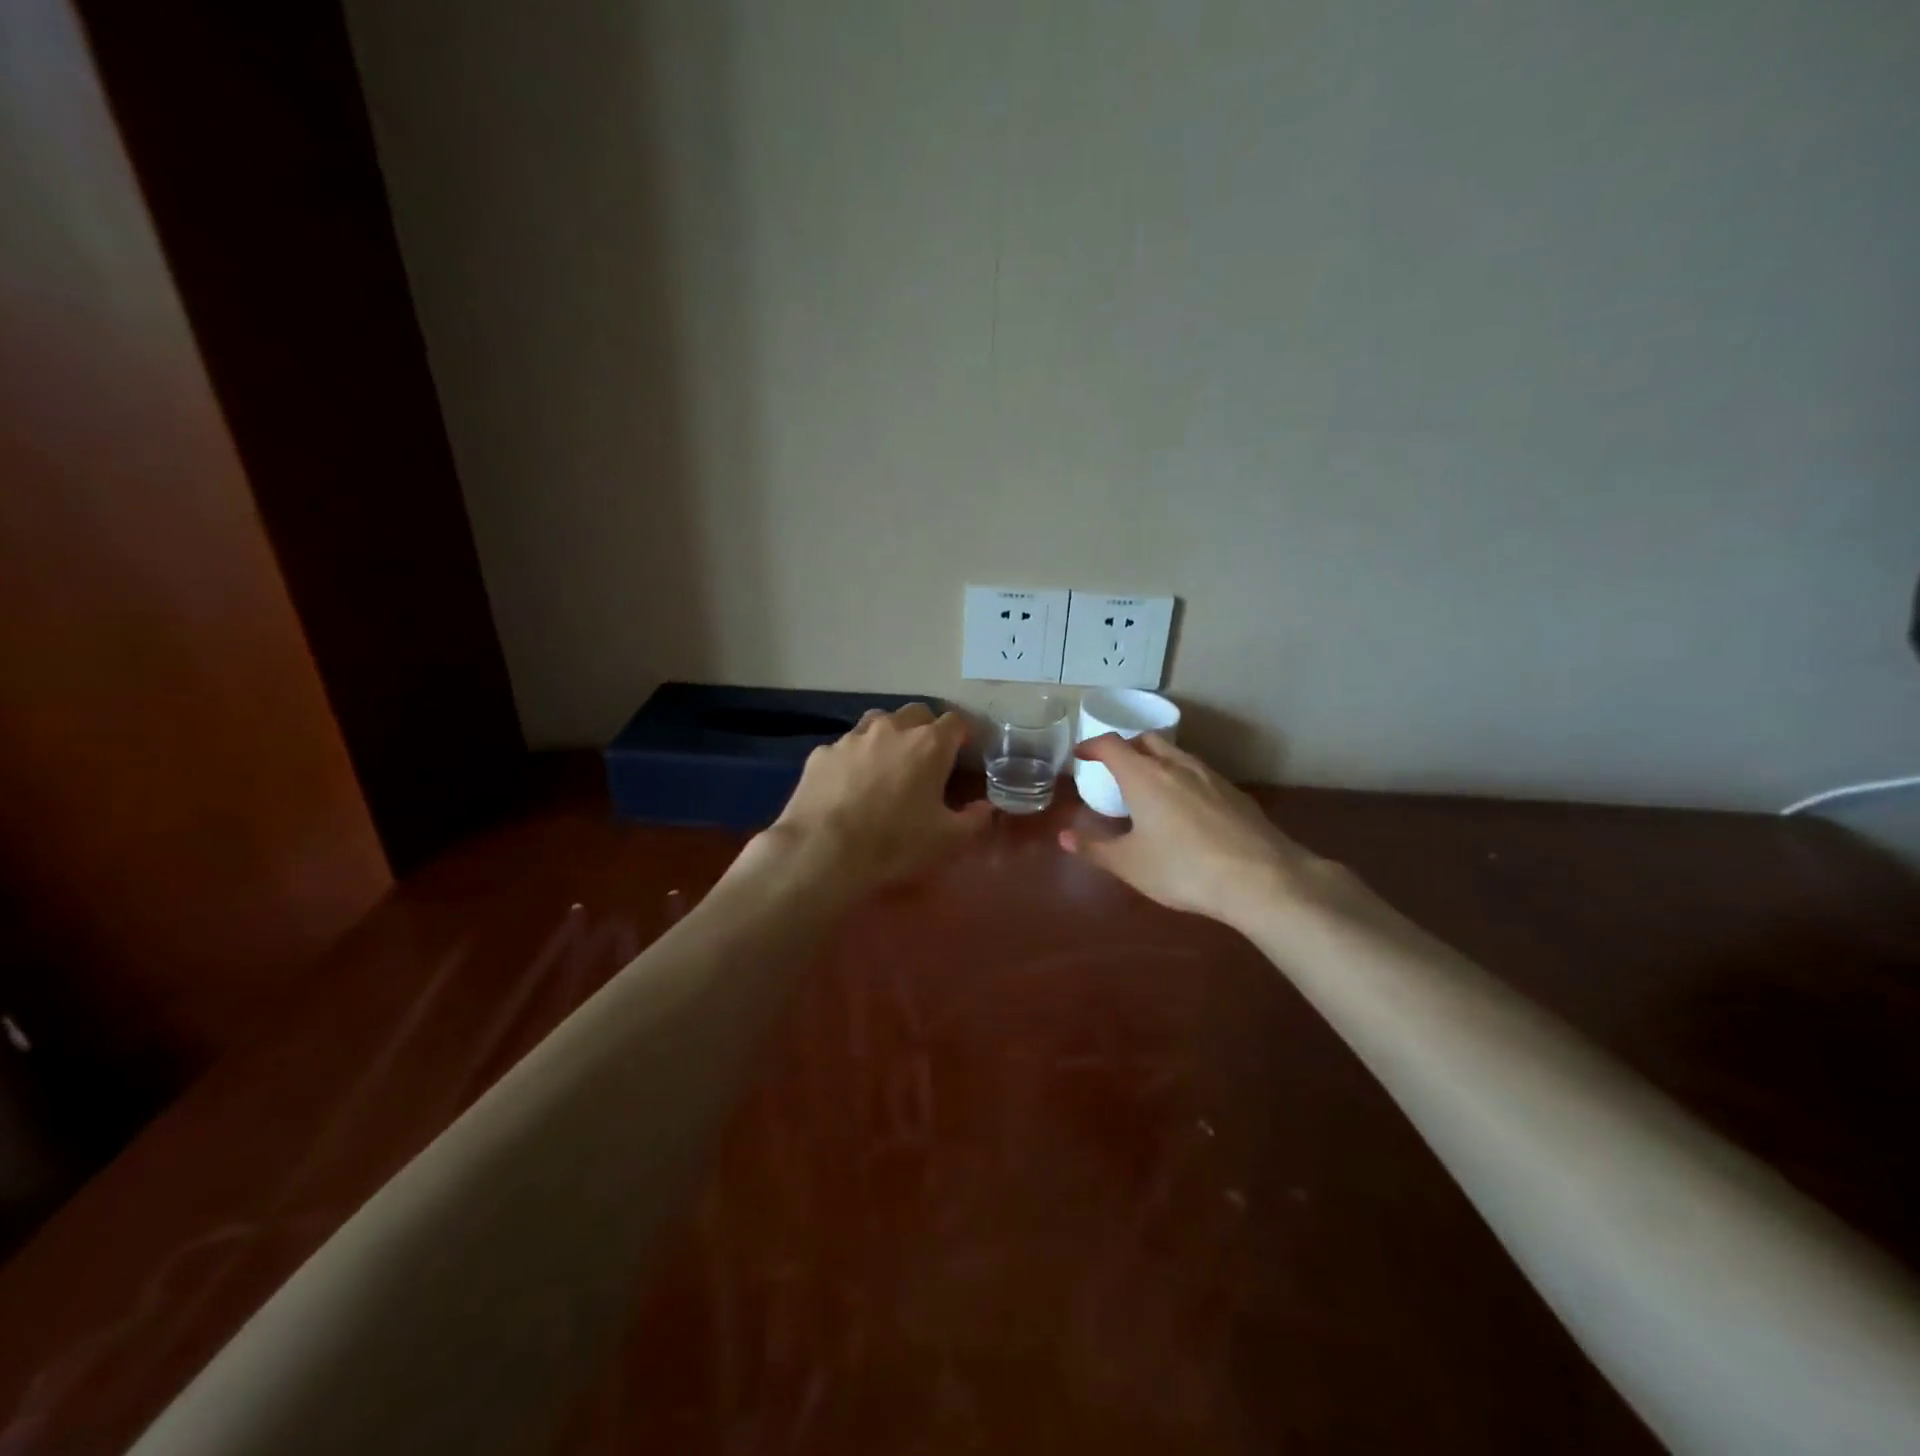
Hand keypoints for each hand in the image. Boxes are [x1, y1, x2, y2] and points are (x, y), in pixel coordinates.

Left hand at [758, 703, 989, 894]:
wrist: (822, 852)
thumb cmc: (894, 844)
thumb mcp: (948, 840)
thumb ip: (975, 819)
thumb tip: (986, 807)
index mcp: (929, 744)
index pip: (955, 722)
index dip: (961, 737)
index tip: (961, 757)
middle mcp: (892, 729)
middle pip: (916, 713)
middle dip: (925, 730)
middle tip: (926, 761)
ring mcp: (852, 737)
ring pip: (878, 722)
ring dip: (888, 736)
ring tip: (887, 766)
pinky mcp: (822, 753)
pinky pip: (845, 747)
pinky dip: (854, 759)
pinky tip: (849, 786)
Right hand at [1059, 734, 1344, 925]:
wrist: (1261, 878)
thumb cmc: (1183, 868)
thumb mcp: (1130, 864)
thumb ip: (1095, 848)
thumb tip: (1064, 837)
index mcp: (1143, 776)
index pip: (1111, 745)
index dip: (1091, 746)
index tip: (1080, 754)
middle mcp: (1176, 765)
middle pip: (1146, 740)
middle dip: (1126, 747)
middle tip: (1114, 767)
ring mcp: (1210, 776)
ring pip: (1176, 754)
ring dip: (1156, 761)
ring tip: (1149, 787)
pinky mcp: (1234, 793)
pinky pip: (1199, 774)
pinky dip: (1182, 779)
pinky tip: (1186, 809)